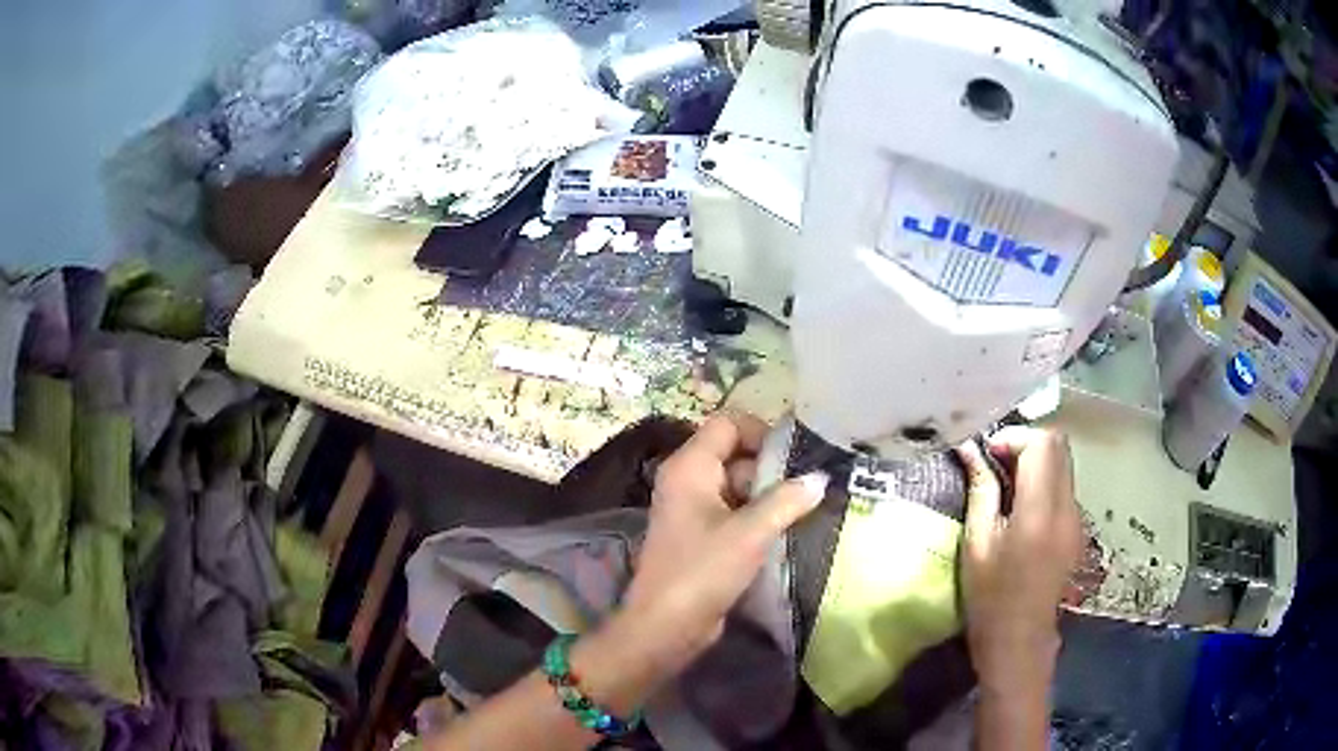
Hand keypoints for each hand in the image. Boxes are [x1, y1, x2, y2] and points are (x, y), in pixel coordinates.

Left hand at [584, 413, 826, 701]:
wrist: (666, 626)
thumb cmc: (702, 571)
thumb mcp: (749, 533)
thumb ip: (786, 501)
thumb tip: (820, 478)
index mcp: (689, 467)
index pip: (728, 423)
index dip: (761, 432)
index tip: (794, 458)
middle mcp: (688, 480)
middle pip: (735, 453)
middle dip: (771, 469)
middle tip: (805, 491)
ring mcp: (693, 509)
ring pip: (739, 485)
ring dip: (769, 496)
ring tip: (803, 511)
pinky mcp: (702, 535)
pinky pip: (735, 511)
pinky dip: (758, 517)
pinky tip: (786, 531)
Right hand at [957, 427, 1080, 694]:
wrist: (1020, 641)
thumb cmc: (990, 598)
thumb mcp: (977, 544)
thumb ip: (980, 490)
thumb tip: (970, 449)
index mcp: (1040, 512)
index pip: (1042, 445)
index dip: (1015, 437)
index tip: (989, 453)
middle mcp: (1067, 508)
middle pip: (1059, 446)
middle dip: (1027, 443)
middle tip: (996, 462)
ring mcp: (1077, 519)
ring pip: (1064, 464)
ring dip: (1037, 460)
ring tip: (1007, 482)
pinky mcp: (1077, 529)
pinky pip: (1065, 487)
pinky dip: (1045, 480)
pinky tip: (1023, 506)